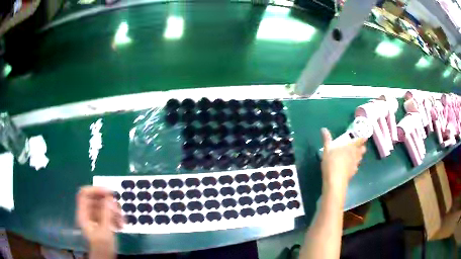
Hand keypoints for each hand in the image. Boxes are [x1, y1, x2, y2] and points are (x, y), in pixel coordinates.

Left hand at [76, 186, 123, 258]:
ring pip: (104, 207)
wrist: (105, 257)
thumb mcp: (105, 231)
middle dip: (108, 203)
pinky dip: (115, 217)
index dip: (95, 190)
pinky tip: (121, 225)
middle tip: (119, 210)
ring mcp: (95, 218)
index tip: (109, 192)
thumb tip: (109, 198)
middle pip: (95, 200)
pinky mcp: (102, 222)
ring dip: (114, 211)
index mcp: (83, 214)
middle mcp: (88, 214)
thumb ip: (106, 214)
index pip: (84, 194)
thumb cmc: (102, 246)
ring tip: (122, 221)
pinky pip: (108, 214)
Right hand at [320, 128, 366, 192]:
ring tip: (356, 155)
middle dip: (362, 147)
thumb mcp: (327, 150)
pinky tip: (350, 167)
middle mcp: (355, 155)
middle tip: (360, 146)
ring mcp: (354, 165)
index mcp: (350, 147)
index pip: (359, 141)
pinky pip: (356, 167)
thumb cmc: (332, 162)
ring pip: (360, 159)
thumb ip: (326, 139)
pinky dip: (355, 165)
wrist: (335, 181)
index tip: (365, 136)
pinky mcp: (352, 173)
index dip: (363, 138)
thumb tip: (323, 128)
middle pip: (362, 150)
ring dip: (359, 156)